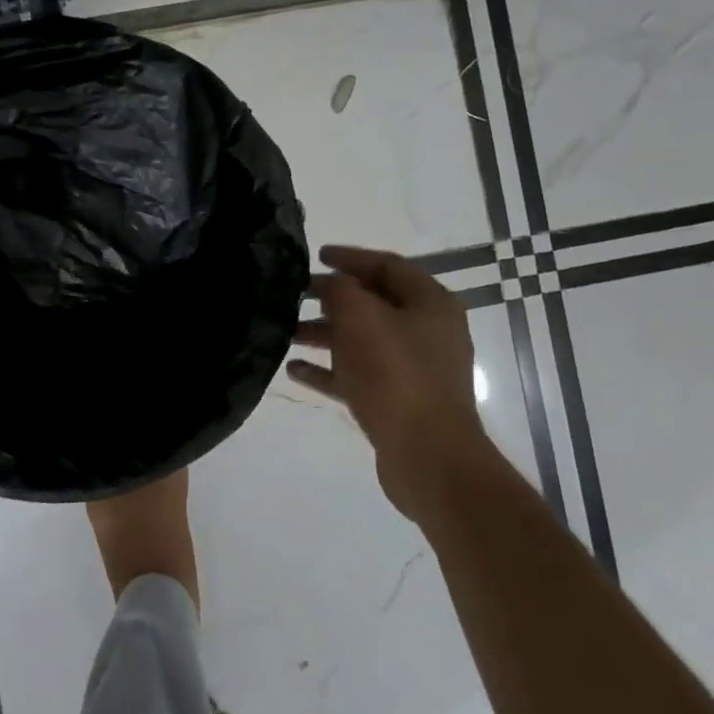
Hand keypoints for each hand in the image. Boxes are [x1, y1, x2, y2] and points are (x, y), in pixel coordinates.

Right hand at [287, 245, 493, 525]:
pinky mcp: (398, 402)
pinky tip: (293, 369)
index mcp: (429, 303)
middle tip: (293, 293)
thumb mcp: (361, 318)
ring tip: (284, 331)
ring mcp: (414, 370)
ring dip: (323, 334)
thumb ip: (340, 291)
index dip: (350, 257)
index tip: (316, 256)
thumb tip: (332, 286)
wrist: (429, 458)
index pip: (386, 265)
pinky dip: (328, 370)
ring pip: (361, 341)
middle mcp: (426, 332)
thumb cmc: (396, 374)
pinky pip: (358, 375)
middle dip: (331, 298)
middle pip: (372, 303)